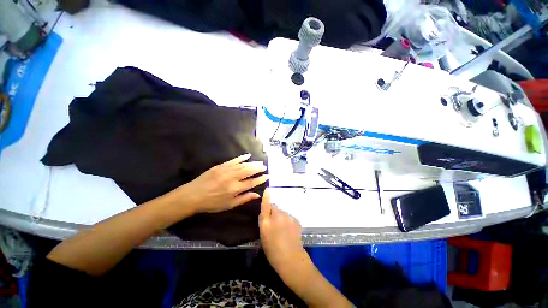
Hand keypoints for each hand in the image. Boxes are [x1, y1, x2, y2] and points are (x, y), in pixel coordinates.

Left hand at [174, 154, 267, 213]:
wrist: (193, 196)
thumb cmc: (212, 203)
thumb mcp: (229, 205)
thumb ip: (244, 199)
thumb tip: (257, 195)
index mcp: (235, 189)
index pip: (252, 182)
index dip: (260, 179)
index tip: (267, 176)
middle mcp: (233, 178)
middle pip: (249, 171)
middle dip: (258, 168)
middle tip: (265, 166)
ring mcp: (226, 170)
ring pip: (243, 165)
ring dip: (252, 163)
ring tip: (259, 162)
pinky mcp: (220, 166)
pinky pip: (233, 160)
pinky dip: (241, 158)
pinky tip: (247, 155)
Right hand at [259, 189, 309, 274]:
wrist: (291, 259)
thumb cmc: (273, 250)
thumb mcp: (263, 235)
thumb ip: (264, 221)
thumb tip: (266, 211)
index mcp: (267, 222)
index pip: (266, 205)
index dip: (266, 197)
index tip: (268, 189)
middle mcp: (278, 216)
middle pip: (275, 208)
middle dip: (273, 212)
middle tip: (274, 224)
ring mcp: (288, 217)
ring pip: (282, 213)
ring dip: (281, 217)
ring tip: (282, 230)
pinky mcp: (296, 220)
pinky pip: (289, 217)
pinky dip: (288, 221)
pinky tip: (289, 231)